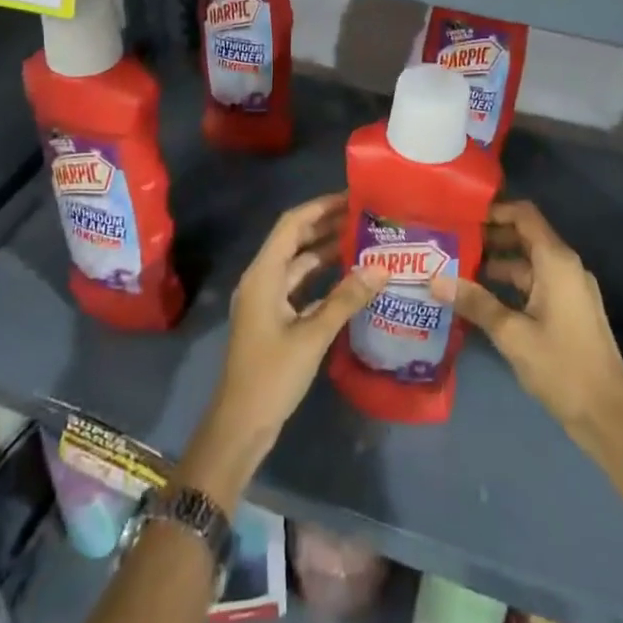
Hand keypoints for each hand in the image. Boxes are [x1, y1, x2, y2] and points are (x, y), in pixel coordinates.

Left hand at [183, 193, 385, 505]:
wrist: (240, 426)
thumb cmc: (271, 375)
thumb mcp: (312, 335)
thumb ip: (346, 299)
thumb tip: (381, 267)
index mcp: (263, 274)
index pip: (292, 225)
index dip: (320, 207)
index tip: (352, 197)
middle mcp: (263, 279)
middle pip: (295, 240)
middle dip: (327, 225)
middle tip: (365, 216)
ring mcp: (267, 300)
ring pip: (299, 264)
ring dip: (327, 251)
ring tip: (364, 240)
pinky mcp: (275, 319)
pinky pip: (301, 287)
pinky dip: (323, 279)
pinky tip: (351, 279)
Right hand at [436, 200, 622, 452]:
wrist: (608, 415)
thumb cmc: (561, 365)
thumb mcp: (512, 333)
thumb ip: (475, 302)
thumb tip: (434, 279)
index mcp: (556, 261)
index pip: (524, 215)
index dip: (495, 210)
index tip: (462, 214)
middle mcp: (565, 266)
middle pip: (525, 237)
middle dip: (489, 238)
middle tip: (451, 242)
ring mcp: (568, 289)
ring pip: (528, 263)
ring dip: (496, 264)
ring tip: (457, 269)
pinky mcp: (568, 310)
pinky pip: (535, 284)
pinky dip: (509, 285)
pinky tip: (481, 299)